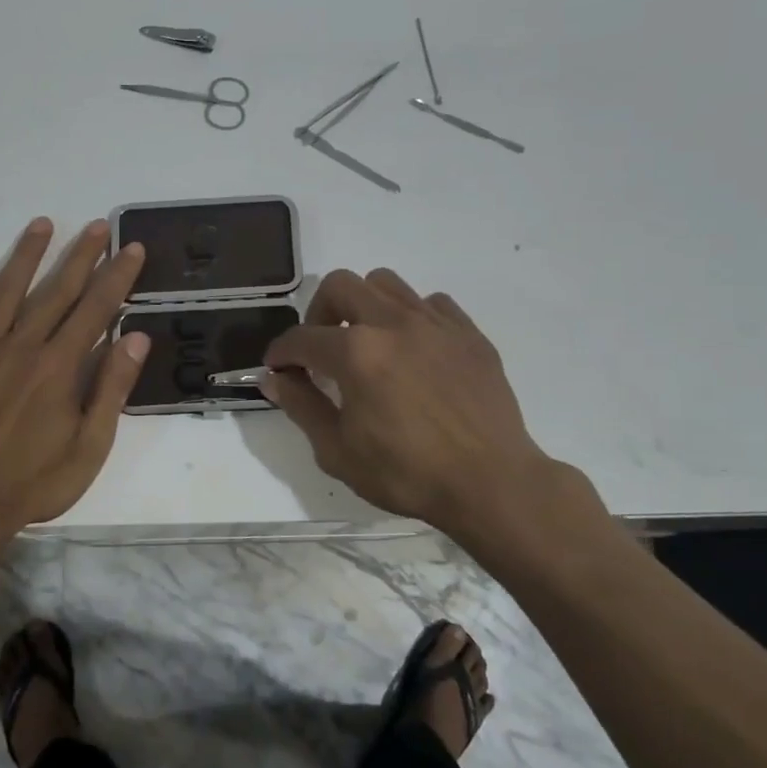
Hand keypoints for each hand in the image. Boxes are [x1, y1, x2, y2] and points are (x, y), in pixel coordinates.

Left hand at [0, 217, 148, 534]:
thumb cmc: (34, 482)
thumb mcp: (90, 445)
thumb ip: (111, 388)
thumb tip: (135, 337)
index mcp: (58, 367)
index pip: (95, 309)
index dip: (116, 276)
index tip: (130, 248)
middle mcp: (20, 347)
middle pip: (55, 291)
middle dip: (79, 256)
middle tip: (96, 226)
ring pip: (4, 292)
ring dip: (25, 256)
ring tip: (42, 224)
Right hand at [263, 269, 553, 536]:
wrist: (491, 484)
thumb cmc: (408, 474)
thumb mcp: (338, 451)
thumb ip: (301, 407)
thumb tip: (275, 378)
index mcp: (356, 353)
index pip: (302, 338)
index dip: (281, 352)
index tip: (277, 367)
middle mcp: (393, 323)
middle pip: (340, 285)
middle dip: (318, 313)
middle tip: (321, 349)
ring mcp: (435, 323)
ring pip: (385, 283)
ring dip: (364, 306)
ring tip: (367, 342)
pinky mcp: (469, 333)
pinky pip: (431, 304)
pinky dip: (411, 317)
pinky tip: (413, 350)